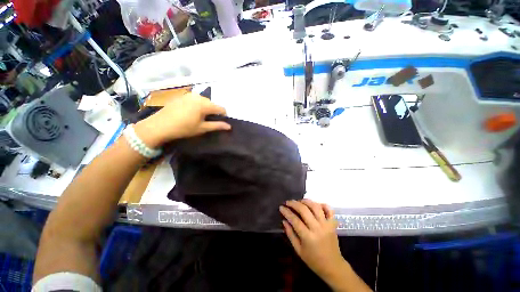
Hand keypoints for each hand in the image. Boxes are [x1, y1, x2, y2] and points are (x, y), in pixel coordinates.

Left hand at [134, 92, 230, 147]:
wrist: (159, 125)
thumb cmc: (183, 128)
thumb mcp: (202, 128)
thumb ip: (217, 126)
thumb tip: (229, 126)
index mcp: (204, 104)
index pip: (220, 108)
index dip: (223, 115)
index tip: (221, 122)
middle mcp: (198, 96)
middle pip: (212, 104)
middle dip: (213, 111)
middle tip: (209, 121)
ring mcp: (189, 95)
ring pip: (203, 101)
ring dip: (205, 108)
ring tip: (199, 117)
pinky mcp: (182, 96)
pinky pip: (195, 99)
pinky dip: (197, 105)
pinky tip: (191, 112)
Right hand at [280, 199, 345, 279]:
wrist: (333, 266)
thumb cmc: (313, 260)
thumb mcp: (298, 250)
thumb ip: (290, 234)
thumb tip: (284, 221)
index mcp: (308, 237)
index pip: (295, 220)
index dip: (286, 212)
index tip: (281, 207)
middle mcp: (318, 228)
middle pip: (304, 210)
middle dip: (294, 203)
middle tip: (288, 202)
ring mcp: (327, 225)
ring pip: (315, 206)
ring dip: (306, 201)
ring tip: (299, 201)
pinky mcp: (333, 224)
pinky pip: (329, 210)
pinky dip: (322, 204)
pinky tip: (315, 204)